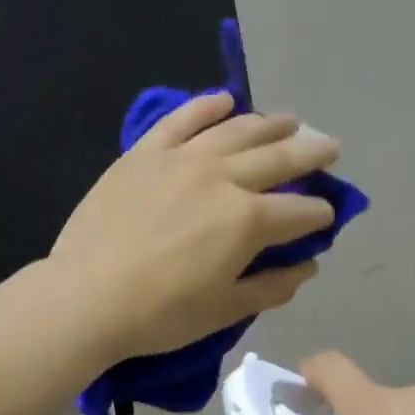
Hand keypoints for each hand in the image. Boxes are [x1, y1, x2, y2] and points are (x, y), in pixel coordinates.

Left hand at [50, 93, 339, 359]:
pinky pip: (182, 119)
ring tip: (288, 122)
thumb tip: (308, 266)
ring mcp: (182, 159)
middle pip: (279, 158)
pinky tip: (225, 100)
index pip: (301, 211)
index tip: (326, 216)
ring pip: (237, 130)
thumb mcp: (225, 310)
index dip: (321, 214)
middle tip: (328, 148)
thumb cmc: (160, 314)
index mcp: (248, 221)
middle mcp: (223, 179)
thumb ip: (273, 286)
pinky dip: (207, 106)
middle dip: (312, 153)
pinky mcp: (145, 153)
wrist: (86, 298)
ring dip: (270, 124)